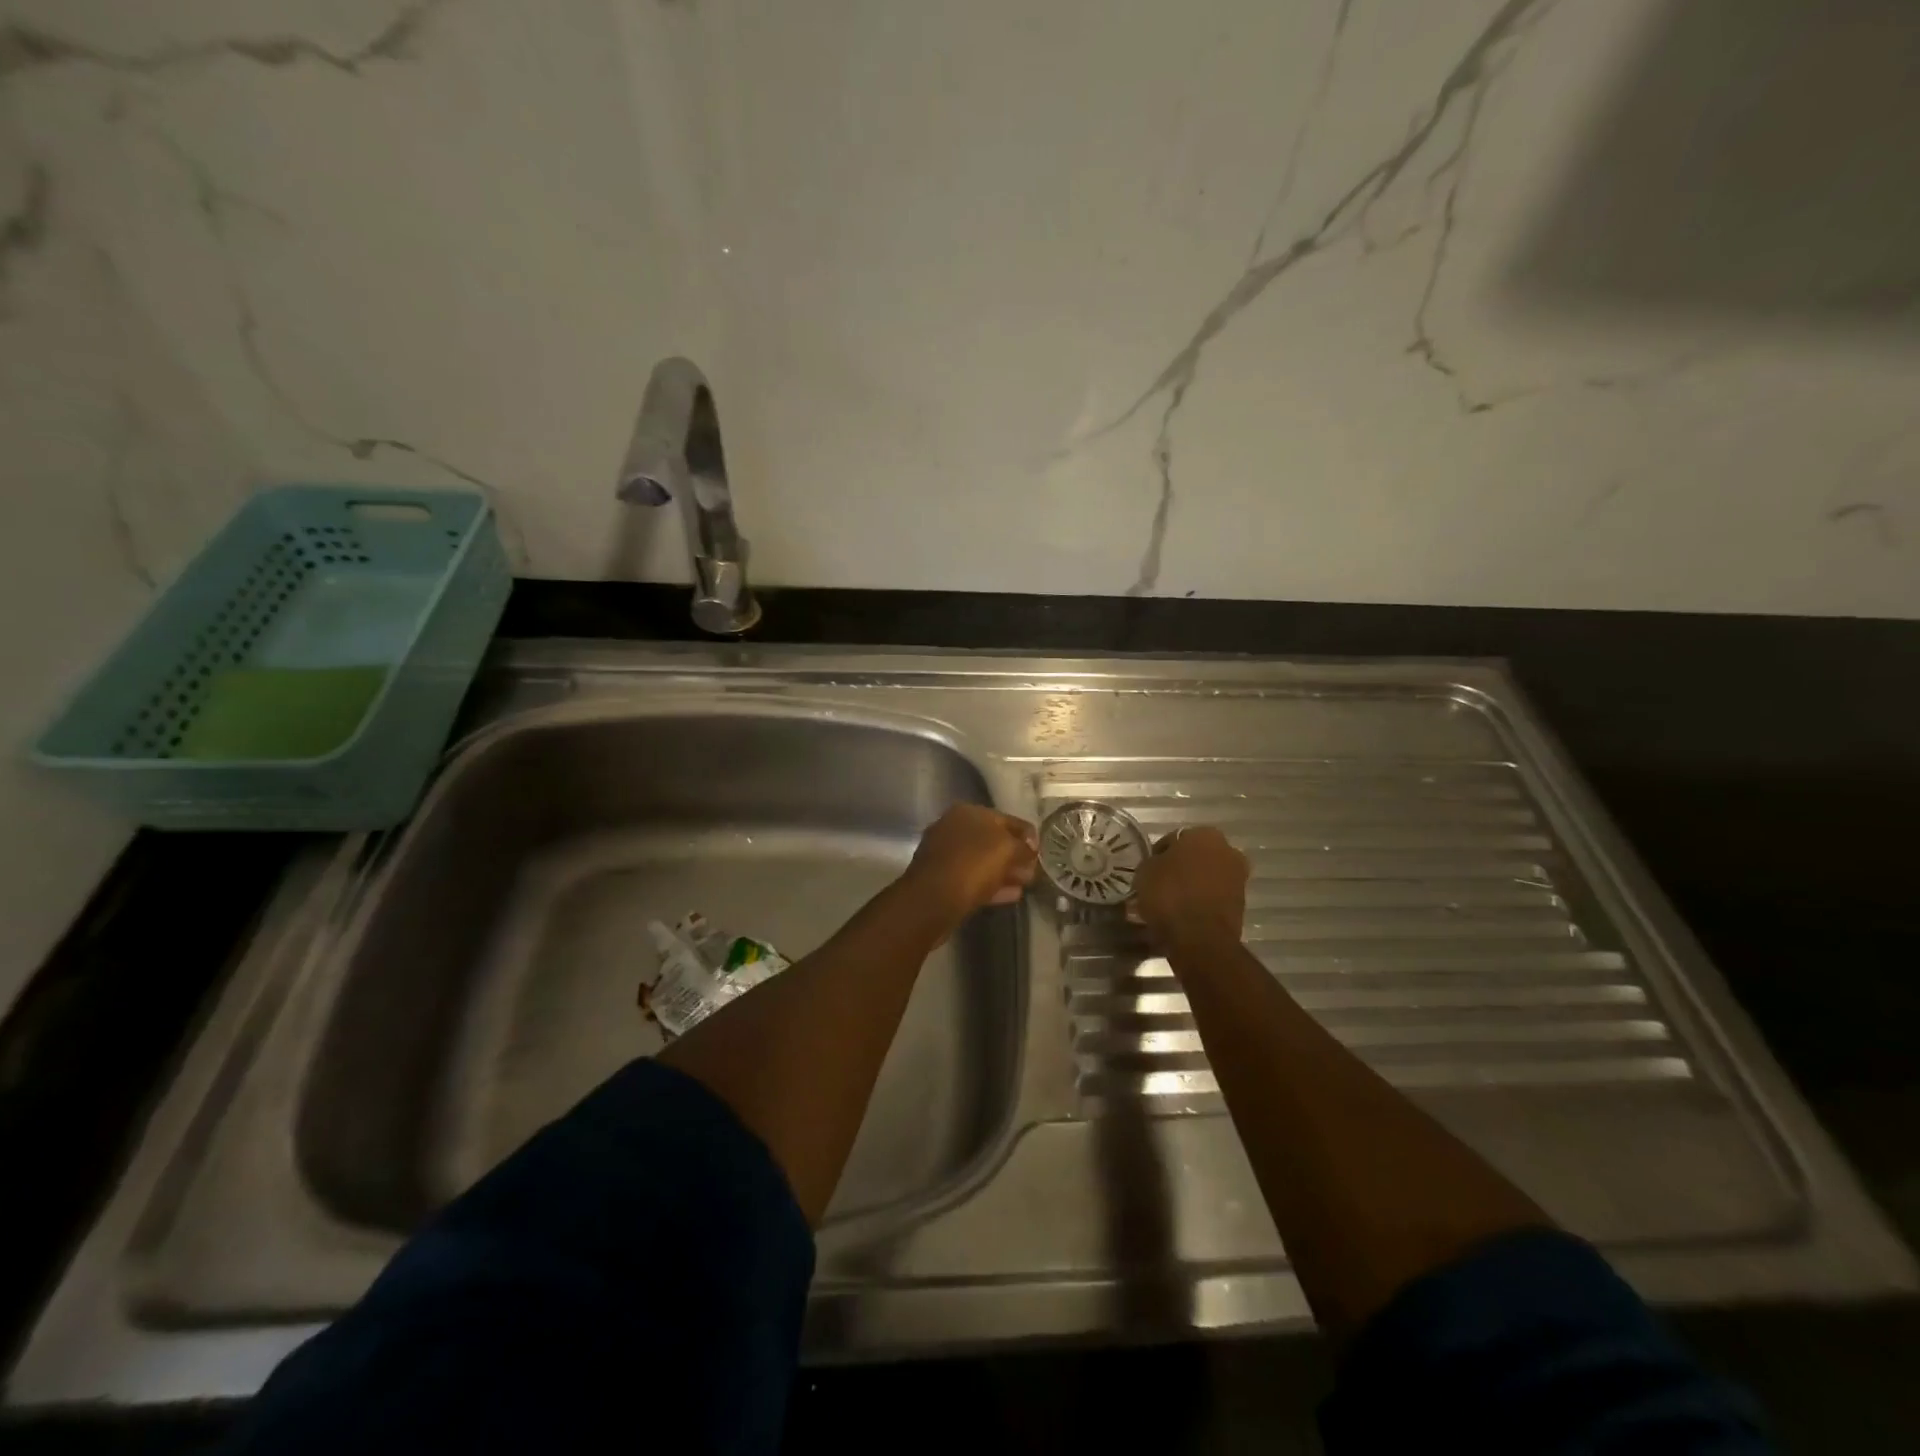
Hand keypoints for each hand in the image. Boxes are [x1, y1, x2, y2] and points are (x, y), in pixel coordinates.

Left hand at [903, 804, 1038, 925]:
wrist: (932, 900)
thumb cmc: (972, 864)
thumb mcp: (1007, 849)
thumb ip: (1023, 846)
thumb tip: (1030, 848)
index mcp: (967, 812)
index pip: (1007, 819)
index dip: (1027, 835)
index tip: (1041, 852)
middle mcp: (953, 828)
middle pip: (993, 840)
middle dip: (1015, 855)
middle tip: (1034, 871)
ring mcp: (945, 854)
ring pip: (983, 861)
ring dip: (1005, 871)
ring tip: (1026, 884)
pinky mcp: (942, 880)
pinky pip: (973, 879)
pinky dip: (992, 885)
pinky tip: (1011, 895)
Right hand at [1130, 826, 1247, 941]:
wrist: (1200, 938)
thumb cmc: (1169, 895)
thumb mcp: (1145, 871)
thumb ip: (1154, 861)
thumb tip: (1159, 864)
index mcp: (1204, 834)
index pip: (1174, 839)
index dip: (1159, 854)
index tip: (1148, 870)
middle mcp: (1228, 850)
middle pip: (1196, 857)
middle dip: (1181, 868)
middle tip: (1160, 884)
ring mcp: (1238, 878)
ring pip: (1207, 877)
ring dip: (1193, 885)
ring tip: (1170, 903)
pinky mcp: (1241, 905)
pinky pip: (1213, 897)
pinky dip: (1201, 902)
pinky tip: (1184, 914)